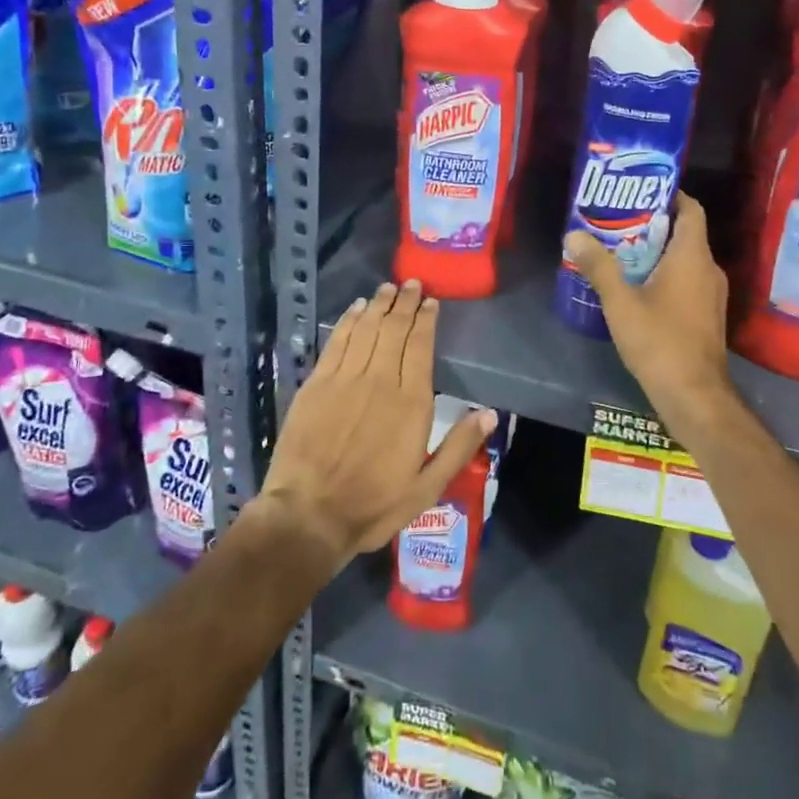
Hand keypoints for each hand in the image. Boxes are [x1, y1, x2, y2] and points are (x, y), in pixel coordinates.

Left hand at [259, 279, 496, 571]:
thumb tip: (489, 413)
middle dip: (405, 303)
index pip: (421, 347)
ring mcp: (345, 379)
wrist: (308, 515)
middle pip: (394, 330)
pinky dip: (348, 321)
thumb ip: (459, 448)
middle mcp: (380, 381)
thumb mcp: (427, 488)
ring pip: (366, 329)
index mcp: (411, 403)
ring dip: (379, 305)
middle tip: (412, 284)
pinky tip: (355, 309)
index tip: (431, 302)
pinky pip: (337, 342)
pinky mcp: (317, 384)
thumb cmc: (373, 505)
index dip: (426, 320)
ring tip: (387, 288)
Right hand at [564, 191, 739, 445]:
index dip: (670, 195)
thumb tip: (574, 234)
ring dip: (657, 251)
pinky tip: (636, 285)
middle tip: (617, 220)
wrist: (694, 396)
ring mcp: (711, 294)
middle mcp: (708, 269)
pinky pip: (687, 279)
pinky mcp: (707, 314)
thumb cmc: (659, 342)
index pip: (691, 209)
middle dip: (653, 223)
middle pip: (685, 232)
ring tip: (620, 250)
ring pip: (685, 258)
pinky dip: (665, 273)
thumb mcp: (620, 302)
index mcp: (693, 257)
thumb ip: (598, 266)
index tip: (639, 190)